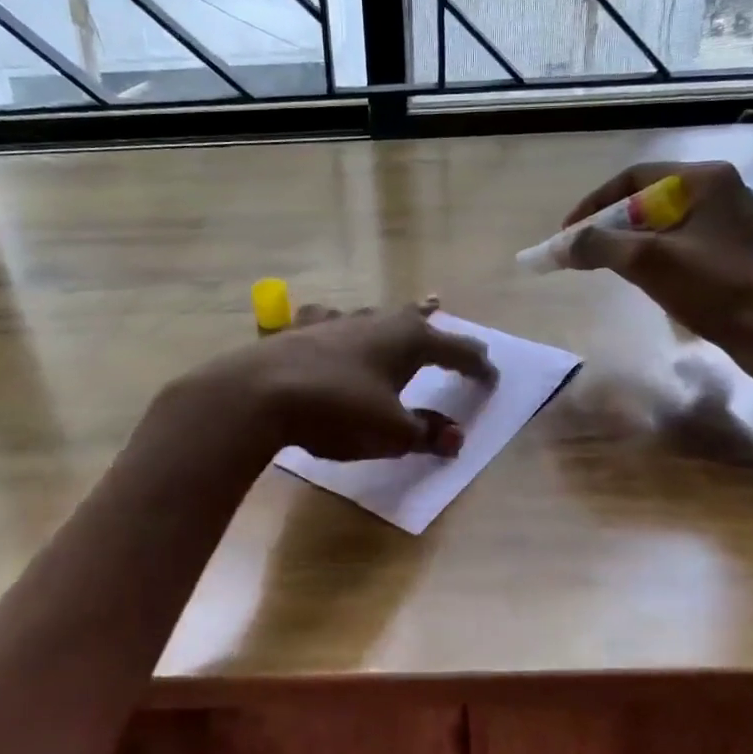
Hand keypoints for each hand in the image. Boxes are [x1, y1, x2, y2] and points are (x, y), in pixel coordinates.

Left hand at [203, 298, 496, 461]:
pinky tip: (333, 325)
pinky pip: (331, 322)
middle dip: (433, 323)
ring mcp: (337, 321)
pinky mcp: (301, 329)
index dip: (477, 365)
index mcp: (410, 340)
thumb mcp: (391, 432)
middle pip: (416, 319)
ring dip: (391, 319)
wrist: (261, 394)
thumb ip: (426, 433)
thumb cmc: (339, 411)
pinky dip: (341, 325)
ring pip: (375, 315)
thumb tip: (456, 439)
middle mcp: (378, 321)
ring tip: (399, 314)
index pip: (457, 349)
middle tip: (444, 314)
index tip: (491, 376)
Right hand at [561, 161, 752, 389]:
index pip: (633, 178)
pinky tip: (639, 273)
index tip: (568, 232)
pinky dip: (653, 251)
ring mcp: (729, 217)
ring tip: (604, 263)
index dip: (594, 203)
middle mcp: (720, 188)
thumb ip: (599, 246)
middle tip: (583, 250)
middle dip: (610, 223)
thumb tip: (563, 245)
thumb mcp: (648, 262)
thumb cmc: (712, 288)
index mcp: (705, 179)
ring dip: (629, 239)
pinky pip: (680, 238)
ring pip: (663, 220)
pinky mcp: (732, 245)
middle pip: (647, 198)